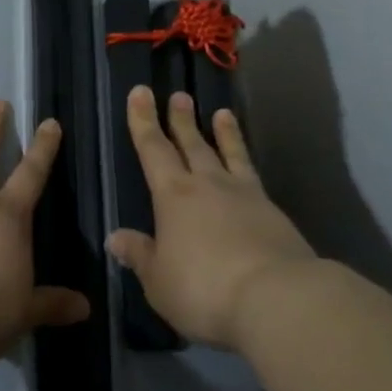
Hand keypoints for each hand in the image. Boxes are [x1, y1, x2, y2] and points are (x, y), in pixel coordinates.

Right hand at [105, 86, 315, 348]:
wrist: (276, 297)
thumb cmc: (204, 289)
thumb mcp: (159, 281)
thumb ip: (140, 255)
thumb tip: (115, 237)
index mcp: (174, 196)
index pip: (153, 150)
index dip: (143, 121)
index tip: (140, 92)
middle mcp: (209, 185)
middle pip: (192, 144)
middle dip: (181, 120)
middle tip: (178, 95)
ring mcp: (245, 196)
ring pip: (230, 154)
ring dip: (224, 133)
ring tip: (222, 113)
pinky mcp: (274, 213)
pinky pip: (254, 176)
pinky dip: (247, 164)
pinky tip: (249, 170)